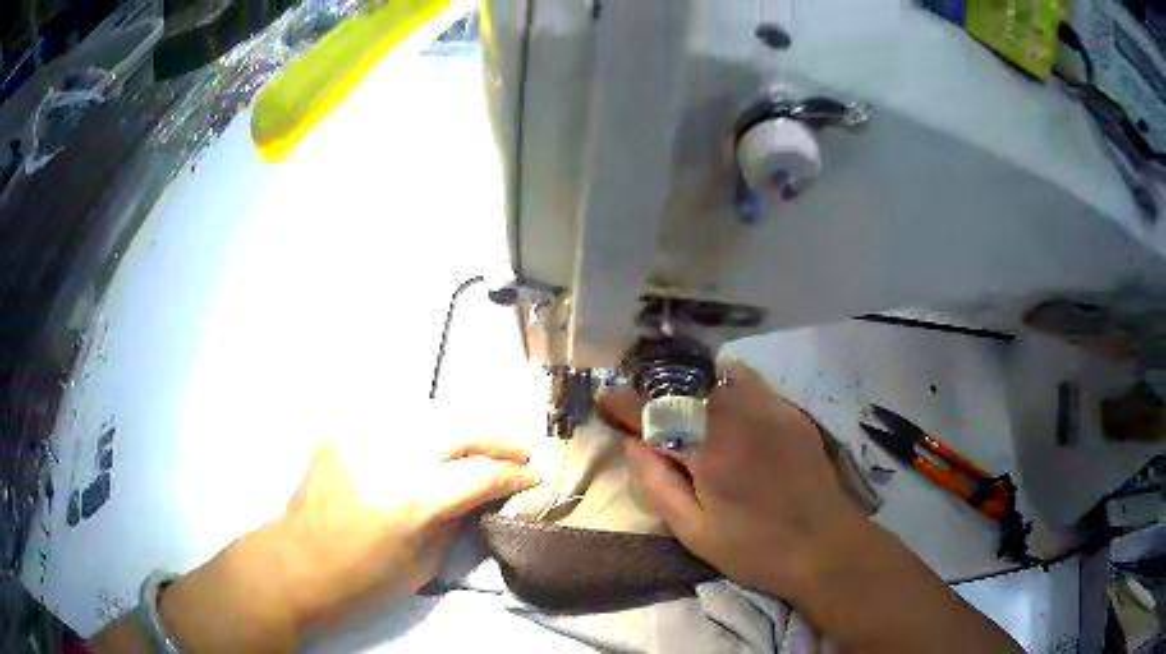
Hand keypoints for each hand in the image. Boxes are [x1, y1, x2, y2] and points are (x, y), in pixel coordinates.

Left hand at [153, 438, 539, 651]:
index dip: (514, 474)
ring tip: (481, 446)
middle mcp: (385, 457)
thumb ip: (458, 519)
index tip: (535, 476)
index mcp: (408, 501)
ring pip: (429, 415)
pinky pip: (394, 421)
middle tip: (523, 449)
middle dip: (498, 438)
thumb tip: (488, 492)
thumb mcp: (424, 563)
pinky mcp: (340, 431)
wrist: (295, 564)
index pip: (479, 474)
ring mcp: (358, 437)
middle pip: (458, 428)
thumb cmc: (362, 581)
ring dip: (462, 430)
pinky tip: (430, 447)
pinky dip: (421, 432)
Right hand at [603, 363, 1022, 652]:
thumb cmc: (756, 549)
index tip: (606, 397)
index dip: (627, 404)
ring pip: (717, 376)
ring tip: (675, 399)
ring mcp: (770, 409)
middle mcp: (739, 418)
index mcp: (711, 452)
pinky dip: (724, 381)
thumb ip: (659, 485)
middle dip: (655, 389)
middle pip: (686, 386)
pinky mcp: (790, 411)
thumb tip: (634, 446)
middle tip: (639, 402)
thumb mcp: (695, 532)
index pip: (658, 414)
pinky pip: (749, 380)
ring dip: (689, 383)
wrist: (825, 545)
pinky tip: (719, 398)